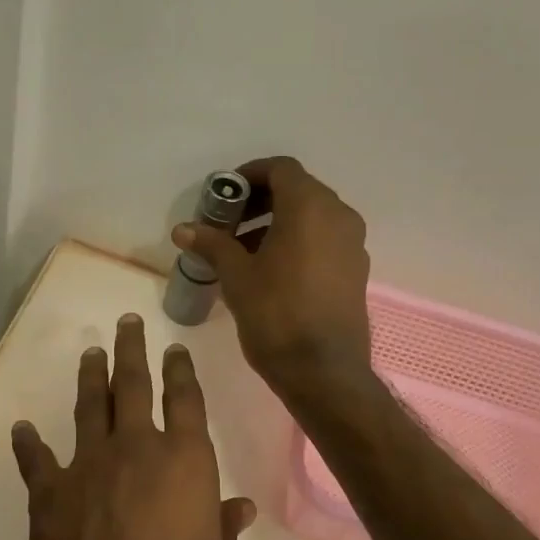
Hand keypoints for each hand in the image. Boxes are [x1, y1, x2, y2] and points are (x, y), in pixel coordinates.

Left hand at [10, 315, 252, 539]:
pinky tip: (23, 429)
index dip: (181, 370)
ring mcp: (87, 467)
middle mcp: (136, 450)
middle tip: (129, 323)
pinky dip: (29, 444)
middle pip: (133, 385)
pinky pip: (37, 460)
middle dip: (132, 350)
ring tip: (91, 353)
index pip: (185, 399)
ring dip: (91, 377)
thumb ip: (224, 531)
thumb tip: (238, 508)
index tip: (175, 349)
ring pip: (89, 407)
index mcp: (185, 462)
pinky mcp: (48, 495)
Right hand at [171, 157, 372, 401]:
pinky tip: (272, 272)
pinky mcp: (356, 270)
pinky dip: (298, 242)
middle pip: (298, 191)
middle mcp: (339, 216)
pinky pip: (324, 240)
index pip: (281, 169)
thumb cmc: (276, 315)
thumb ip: (212, 244)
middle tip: (229, 224)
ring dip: (278, 224)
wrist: (323, 371)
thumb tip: (183, 230)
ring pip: (312, 217)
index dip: (249, 175)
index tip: (224, 196)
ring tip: (244, 252)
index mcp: (310, 207)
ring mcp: (353, 244)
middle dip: (261, 202)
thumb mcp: (236, 276)